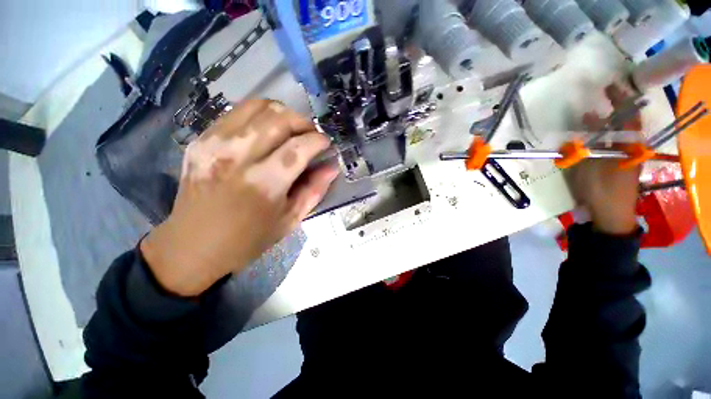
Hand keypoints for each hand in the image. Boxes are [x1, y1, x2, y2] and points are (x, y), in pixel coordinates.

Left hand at [141, 100, 337, 296]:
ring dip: (283, 114)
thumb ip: (314, 191)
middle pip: (279, 119)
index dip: (318, 140)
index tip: (326, 143)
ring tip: (292, 129)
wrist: (192, 245)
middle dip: (304, 122)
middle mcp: (238, 157)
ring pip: (258, 106)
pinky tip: (267, 131)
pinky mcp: (201, 140)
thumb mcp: (290, 220)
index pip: (299, 147)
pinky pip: (237, 112)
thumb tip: (332, 167)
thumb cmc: (248, 239)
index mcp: (264, 184)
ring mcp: (214, 144)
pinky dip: (260, 115)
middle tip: (311, 135)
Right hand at [565, 84, 640, 234]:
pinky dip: (602, 137)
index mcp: (630, 146)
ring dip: (605, 124)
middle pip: (625, 123)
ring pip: (618, 133)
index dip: (621, 99)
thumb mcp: (592, 163)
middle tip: (602, 97)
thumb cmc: (602, 190)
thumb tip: (588, 116)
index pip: (628, 116)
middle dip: (614, 109)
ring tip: (590, 117)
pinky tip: (590, 137)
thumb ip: (591, 139)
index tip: (609, 86)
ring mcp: (626, 156)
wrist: (610, 215)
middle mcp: (632, 147)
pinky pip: (612, 144)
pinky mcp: (618, 164)